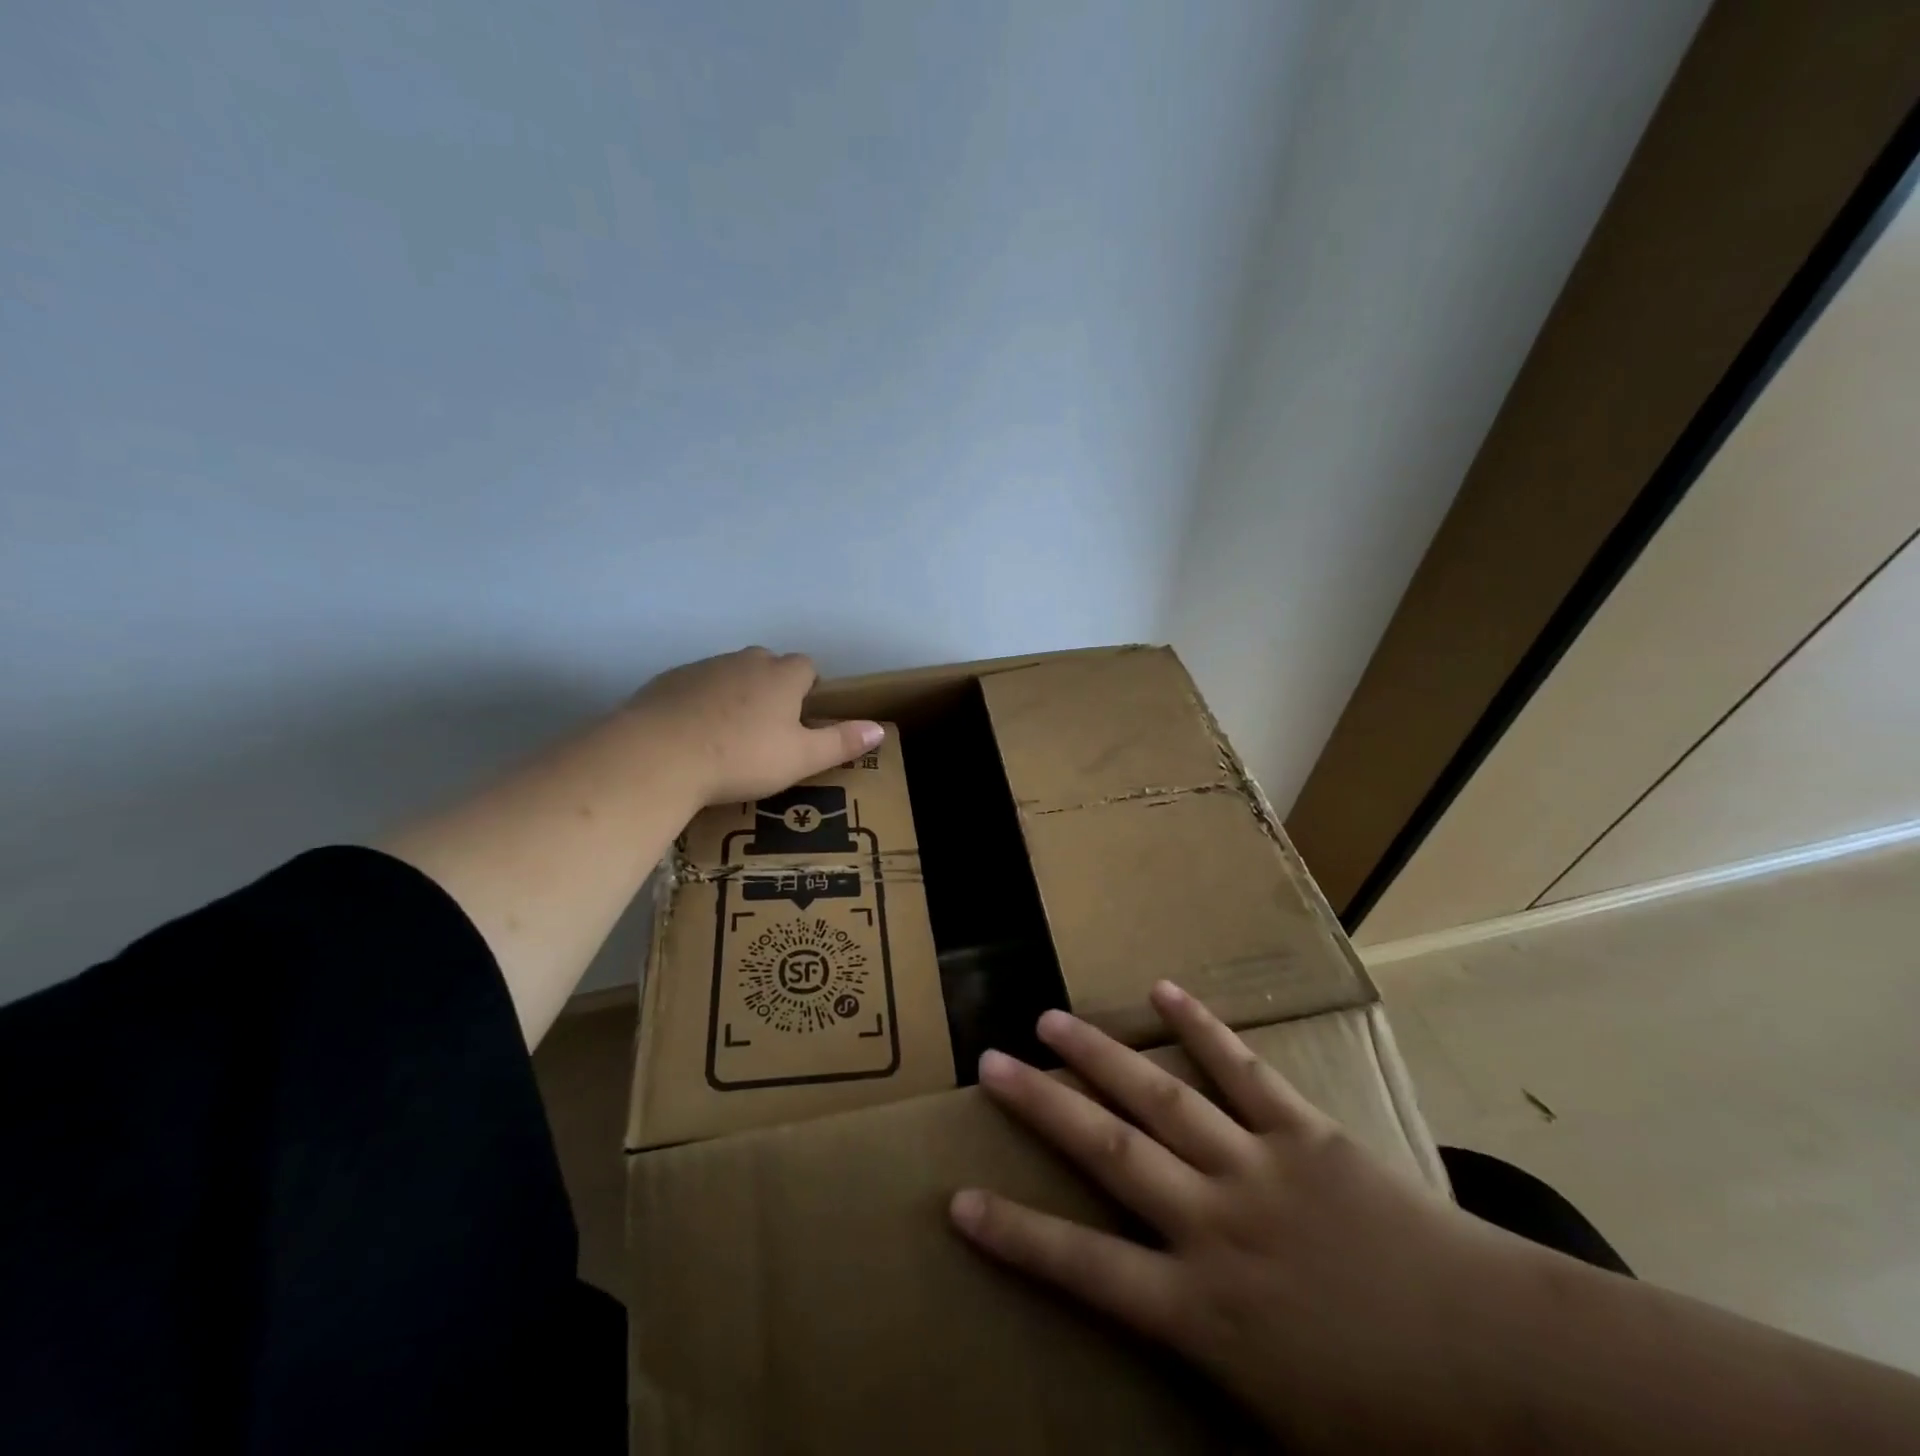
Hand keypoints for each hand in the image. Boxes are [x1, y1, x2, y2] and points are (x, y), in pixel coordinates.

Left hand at [629, 647, 882, 807]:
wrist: (659, 755)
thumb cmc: (742, 757)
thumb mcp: (801, 758)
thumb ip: (841, 742)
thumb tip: (880, 729)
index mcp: (782, 676)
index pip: (807, 666)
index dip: (809, 687)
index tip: (803, 716)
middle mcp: (745, 661)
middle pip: (768, 664)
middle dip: (773, 687)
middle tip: (769, 727)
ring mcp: (703, 668)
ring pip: (730, 673)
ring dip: (736, 693)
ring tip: (730, 735)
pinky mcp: (668, 681)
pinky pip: (695, 686)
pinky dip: (701, 702)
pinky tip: (694, 735)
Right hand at [950, 982, 1565, 1450]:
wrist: (1515, 1374)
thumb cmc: (1403, 1428)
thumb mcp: (1291, 1444)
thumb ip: (1217, 1402)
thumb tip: (1165, 1386)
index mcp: (1205, 1314)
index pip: (1083, 1268)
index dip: (1016, 1235)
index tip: (959, 1202)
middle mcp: (1215, 1225)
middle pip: (1108, 1150)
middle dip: (1042, 1105)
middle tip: (991, 1062)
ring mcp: (1259, 1168)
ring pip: (1161, 1098)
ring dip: (1101, 1055)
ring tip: (1052, 1018)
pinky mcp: (1306, 1134)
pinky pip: (1243, 1071)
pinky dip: (1201, 1029)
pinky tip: (1164, 991)